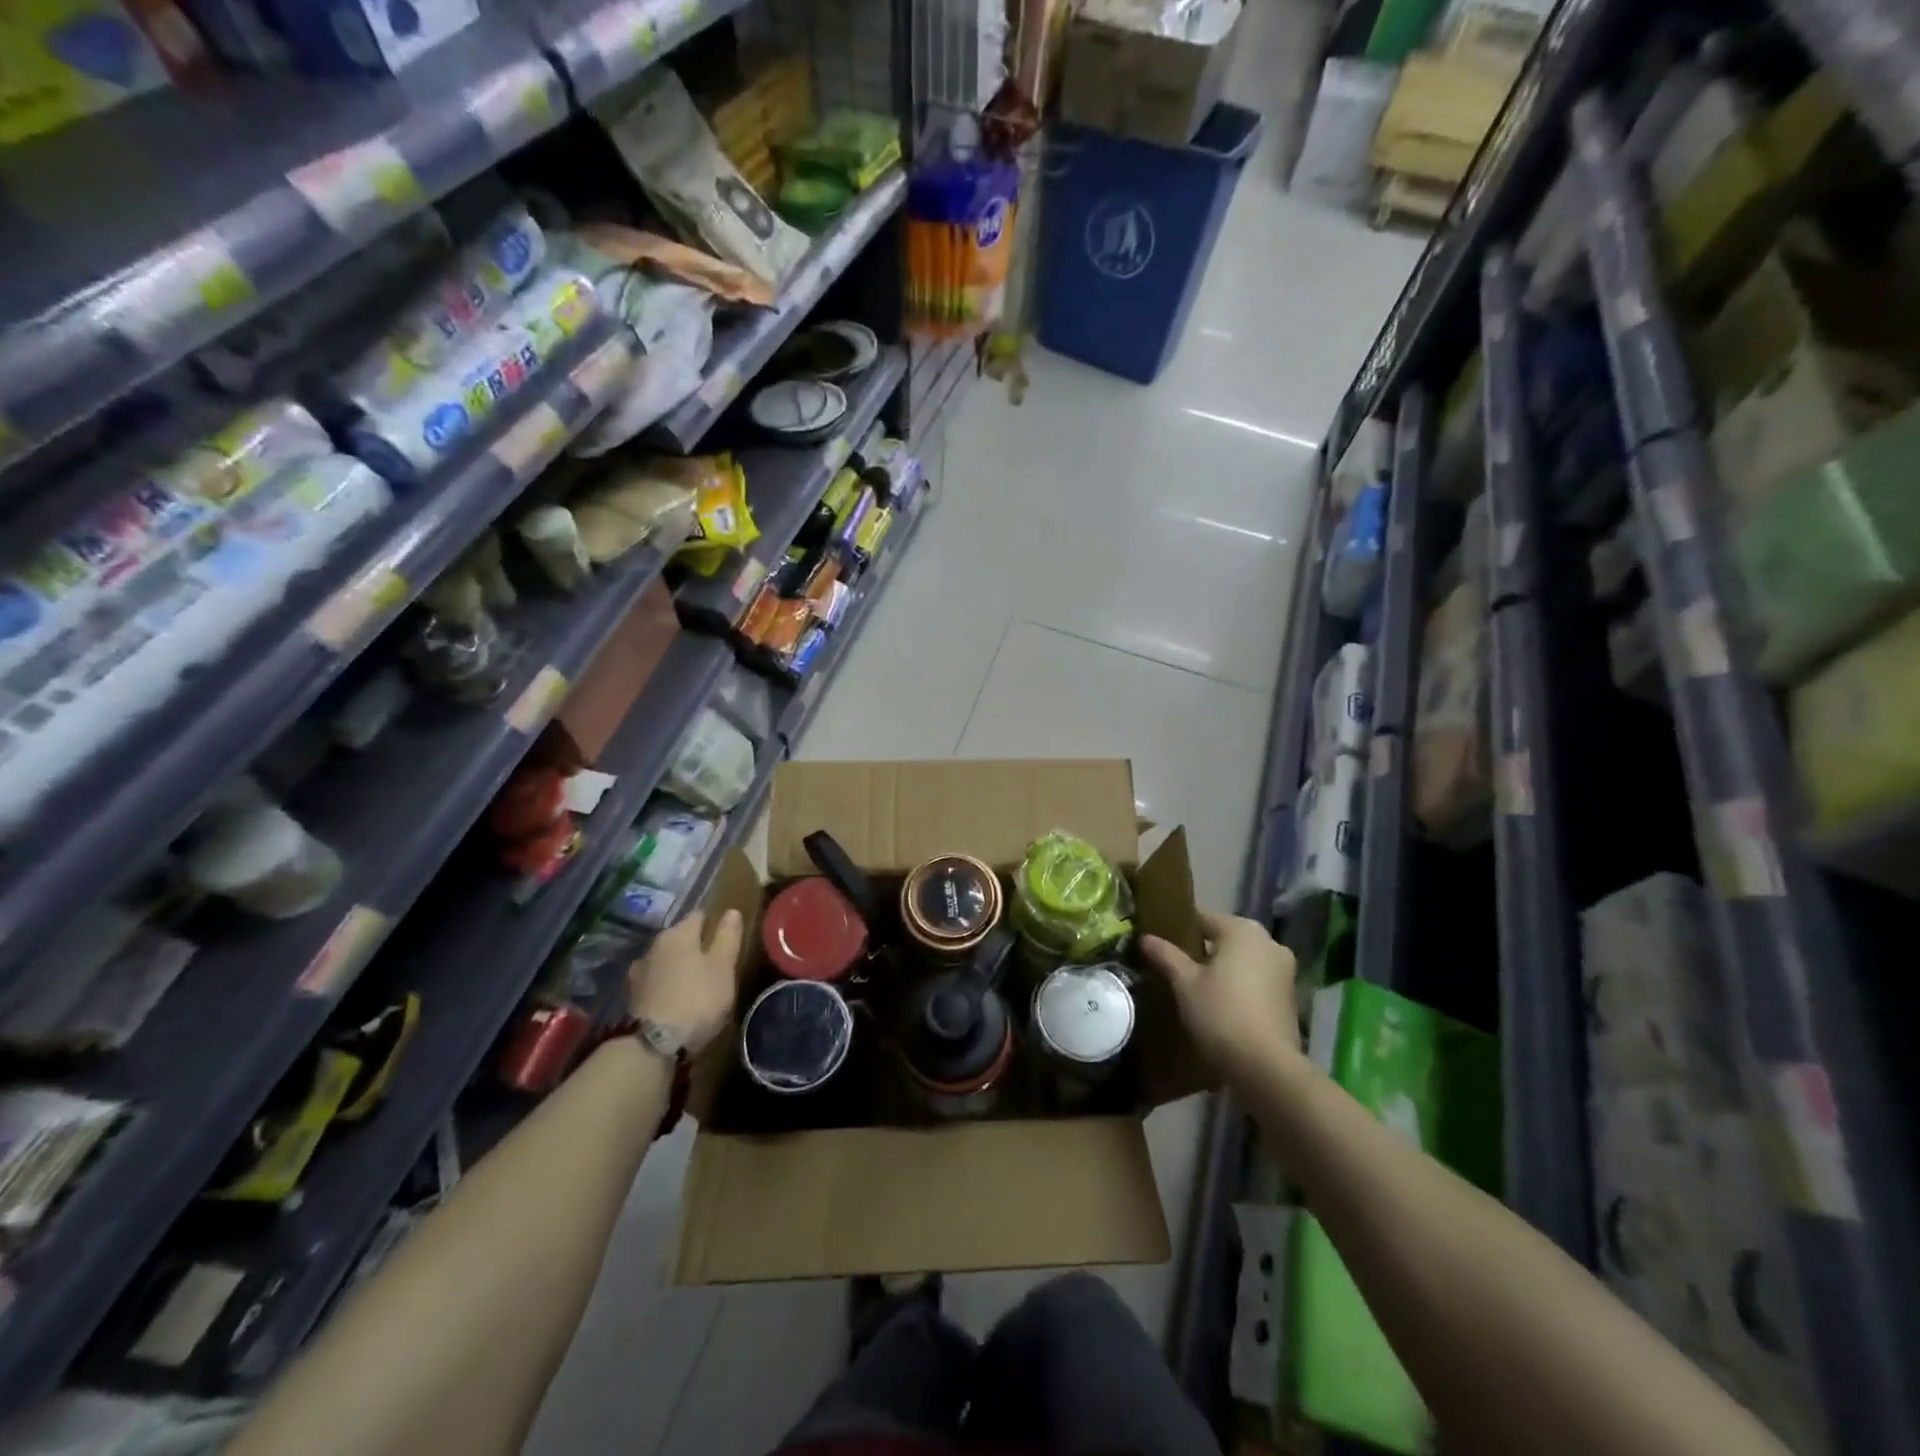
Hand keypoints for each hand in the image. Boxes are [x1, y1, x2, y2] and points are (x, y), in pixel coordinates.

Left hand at [627, 909, 743, 1054]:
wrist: (652, 1045)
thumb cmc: (697, 999)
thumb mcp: (723, 967)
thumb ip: (728, 937)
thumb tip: (731, 911)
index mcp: (679, 933)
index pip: (699, 916)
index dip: (713, 924)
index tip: (724, 938)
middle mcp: (654, 945)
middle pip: (679, 937)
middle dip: (693, 946)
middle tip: (712, 963)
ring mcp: (639, 971)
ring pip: (665, 960)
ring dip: (677, 966)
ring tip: (693, 983)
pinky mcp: (631, 996)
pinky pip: (655, 981)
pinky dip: (665, 984)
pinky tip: (674, 998)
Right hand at [1141, 911, 1301, 1086]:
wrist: (1267, 1068)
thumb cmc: (1221, 1014)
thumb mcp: (1185, 984)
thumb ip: (1166, 955)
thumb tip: (1145, 937)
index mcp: (1242, 929)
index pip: (1202, 918)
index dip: (1178, 928)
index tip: (1159, 943)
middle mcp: (1268, 941)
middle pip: (1224, 937)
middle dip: (1201, 949)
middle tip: (1174, 966)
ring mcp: (1284, 969)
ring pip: (1242, 959)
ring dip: (1221, 968)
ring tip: (1195, 986)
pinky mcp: (1290, 995)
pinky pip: (1256, 978)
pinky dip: (1239, 984)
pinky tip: (1220, 1003)